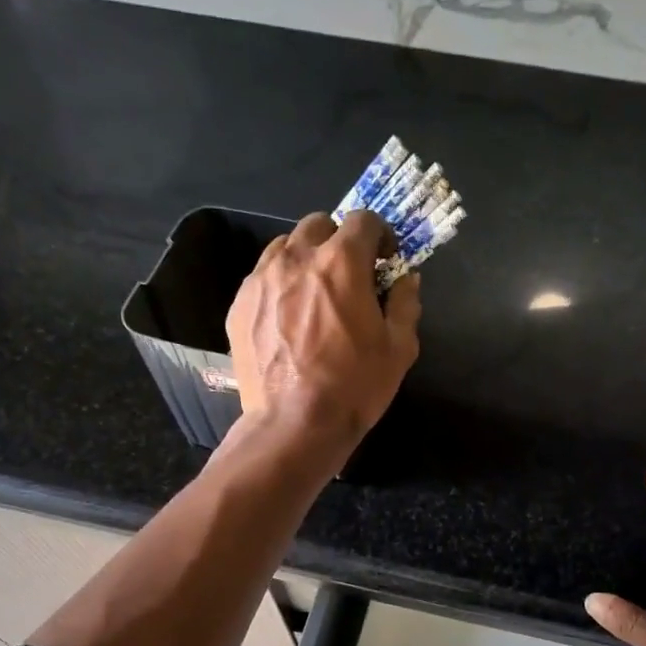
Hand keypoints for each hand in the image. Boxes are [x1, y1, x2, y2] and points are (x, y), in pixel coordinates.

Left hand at [226, 210, 420, 451]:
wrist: (294, 425)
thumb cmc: (354, 386)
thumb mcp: (399, 348)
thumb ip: (405, 303)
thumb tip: (406, 279)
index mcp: (342, 262)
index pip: (364, 219)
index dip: (380, 236)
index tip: (384, 261)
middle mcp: (297, 259)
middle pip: (319, 225)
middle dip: (339, 241)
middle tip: (349, 276)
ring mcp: (261, 280)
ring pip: (285, 247)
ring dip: (306, 259)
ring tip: (314, 294)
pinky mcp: (239, 305)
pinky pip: (262, 277)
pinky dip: (279, 285)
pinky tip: (288, 319)